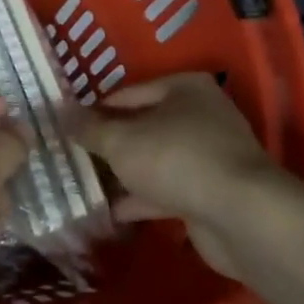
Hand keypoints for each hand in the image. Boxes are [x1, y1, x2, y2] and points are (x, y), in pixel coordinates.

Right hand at [75, 72, 291, 278]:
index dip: (96, 110)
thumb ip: (90, 129)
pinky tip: (113, 212)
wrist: (241, 216)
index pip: (128, 94)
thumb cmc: (176, 159)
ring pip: (157, 160)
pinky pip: (169, 190)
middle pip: (144, 126)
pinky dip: (144, 199)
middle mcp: (201, 115)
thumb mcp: (121, 140)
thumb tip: (62, 114)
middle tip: (74, 157)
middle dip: (111, 145)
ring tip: (87, 185)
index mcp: (184, 88)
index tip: (68, 128)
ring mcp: (210, 156)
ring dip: (126, 174)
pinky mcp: (213, 193)